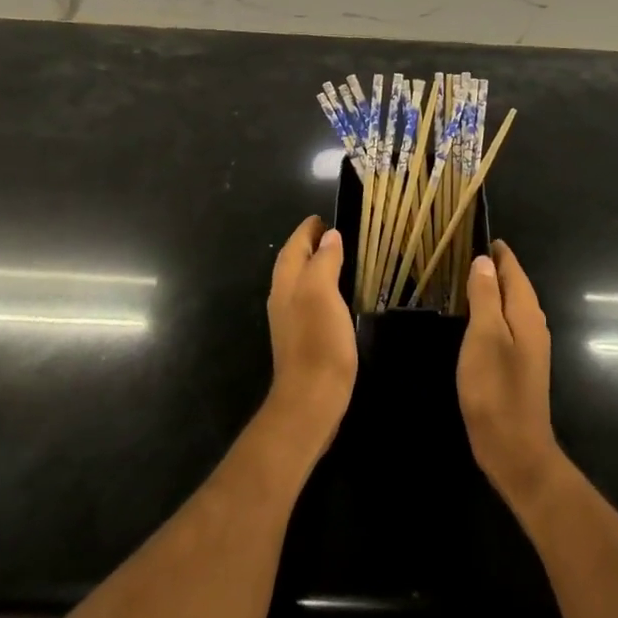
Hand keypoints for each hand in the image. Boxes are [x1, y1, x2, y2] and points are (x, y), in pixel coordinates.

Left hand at [263, 217, 357, 451]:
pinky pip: (307, 300)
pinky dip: (318, 287)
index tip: (321, 217)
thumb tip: (329, 236)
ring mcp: (290, 320)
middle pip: (292, 262)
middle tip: (329, 233)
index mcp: (287, 283)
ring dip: (312, 265)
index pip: (293, 246)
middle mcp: (283, 298)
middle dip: (307, 245)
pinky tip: (333, 296)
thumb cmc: (318, 341)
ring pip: (298, 281)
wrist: (311, 400)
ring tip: (334, 257)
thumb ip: (324, 261)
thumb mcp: (323, 293)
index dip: (307, 230)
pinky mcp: (301, 339)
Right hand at [458, 241, 561, 508]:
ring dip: (493, 290)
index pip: (514, 270)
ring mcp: (530, 347)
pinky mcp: (520, 366)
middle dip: (495, 267)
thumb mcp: (484, 336)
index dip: (498, 252)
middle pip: (515, 286)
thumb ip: (484, 296)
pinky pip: (507, 325)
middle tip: (466, 251)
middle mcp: (533, 325)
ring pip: (511, 306)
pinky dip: (493, 312)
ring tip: (467, 278)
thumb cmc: (496, 389)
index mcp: (526, 313)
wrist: (515, 449)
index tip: (478, 233)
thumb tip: (484, 261)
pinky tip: (476, 319)